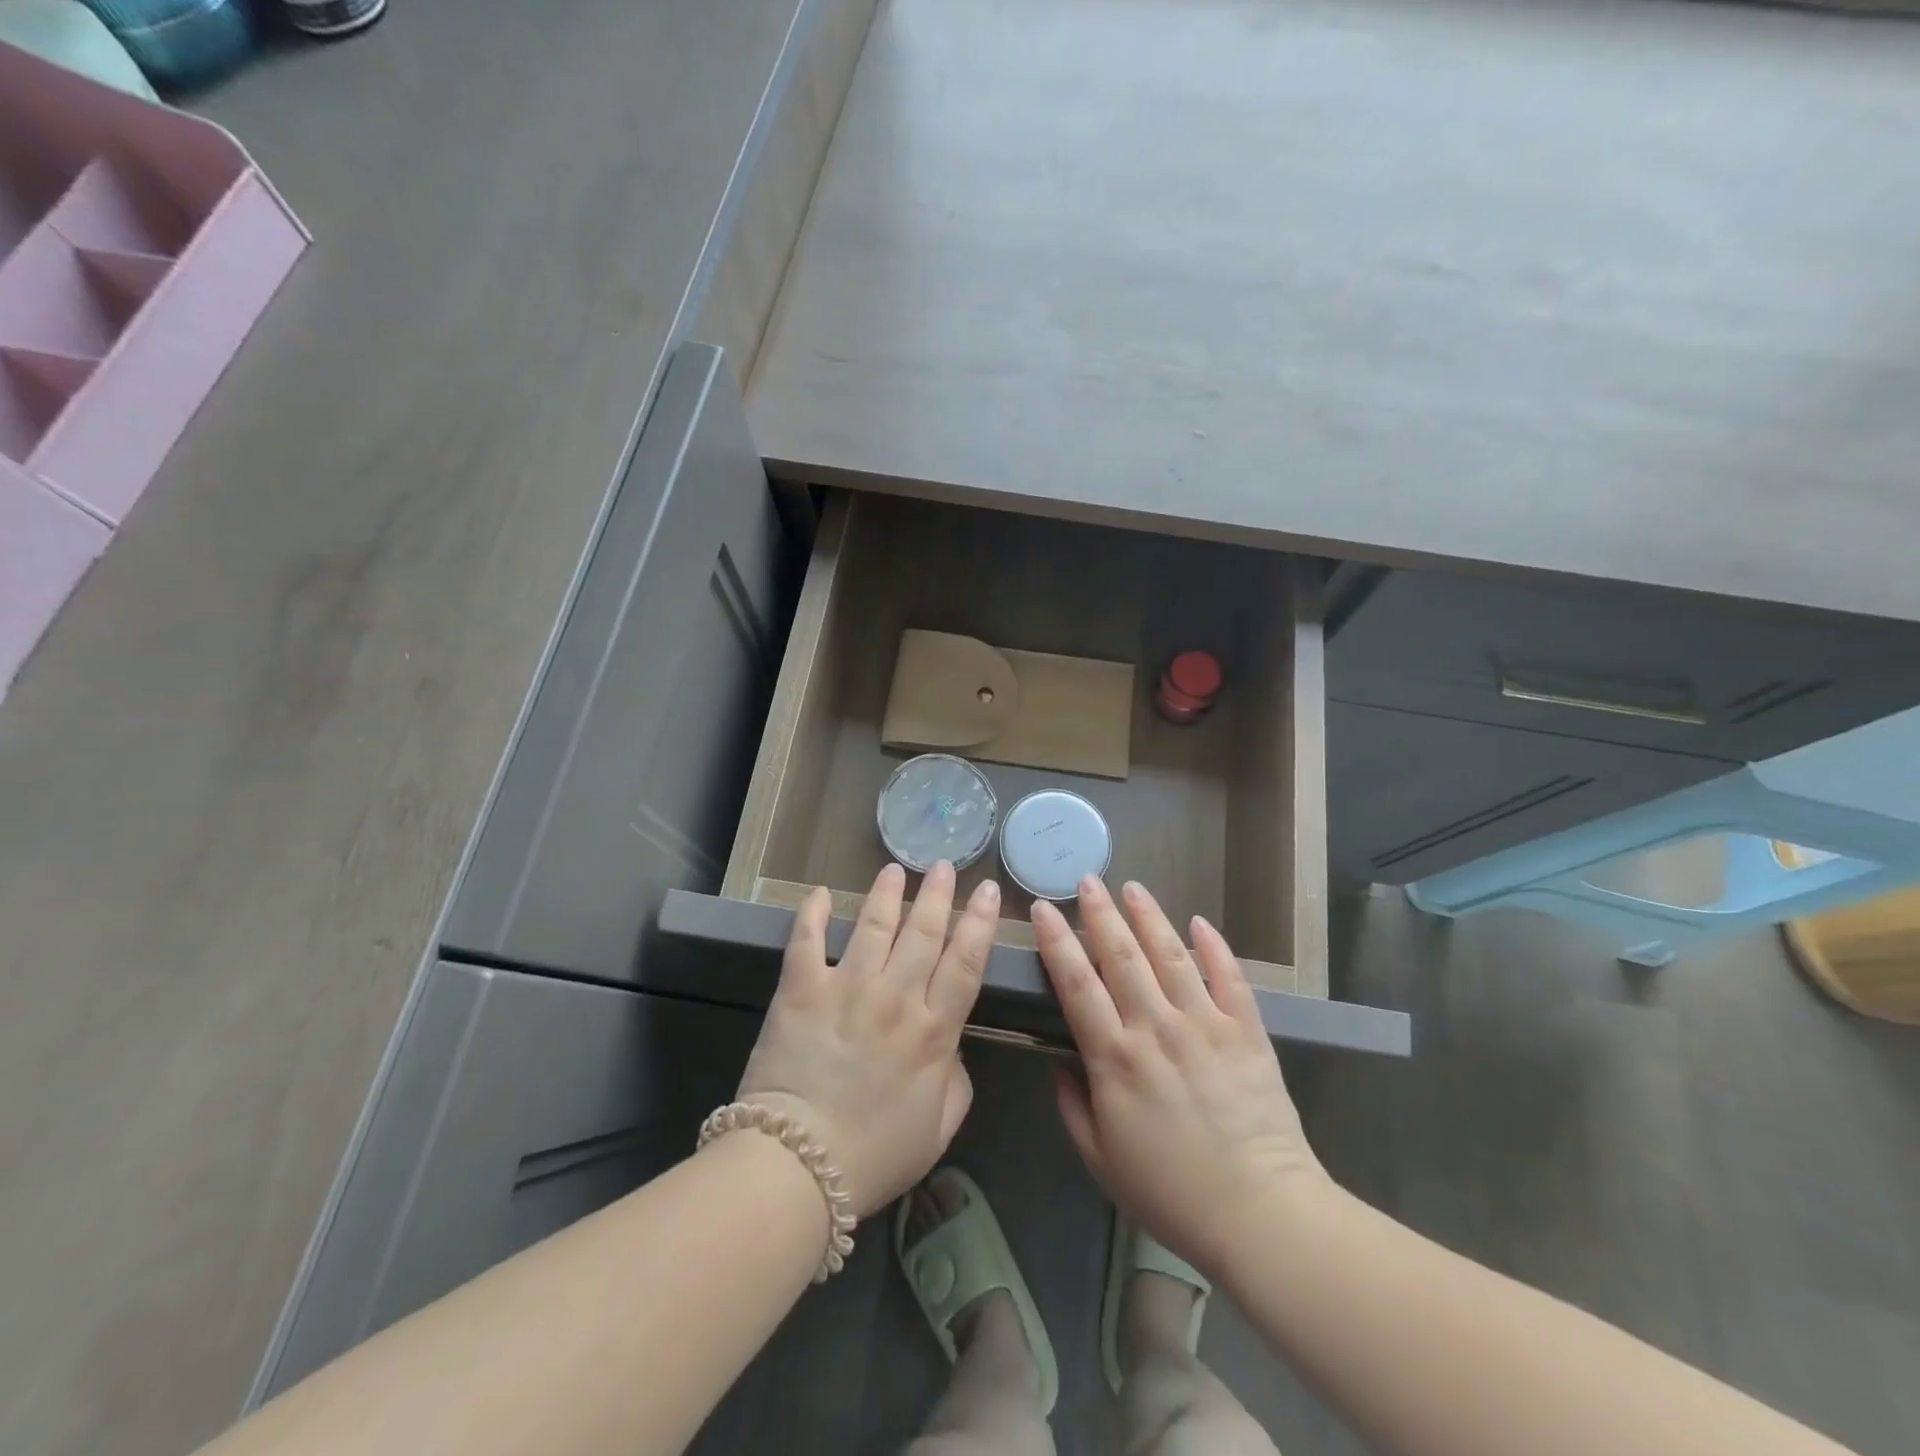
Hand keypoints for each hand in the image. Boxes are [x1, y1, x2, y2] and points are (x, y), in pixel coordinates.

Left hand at [735, 861, 998, 1218]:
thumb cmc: (874, 1156)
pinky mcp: (801, 990)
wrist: (798, 1169)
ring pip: (874, 925)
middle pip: (924, 931)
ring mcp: (847, 988)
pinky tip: (822, 892)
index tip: (986, 890)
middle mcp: (896, 997)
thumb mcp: (939, 1128)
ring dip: (887, 893)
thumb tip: (951, 1045)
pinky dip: (813, 912)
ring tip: (895, 870)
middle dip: (938, 894)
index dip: (979, 922)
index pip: (965, 961)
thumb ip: (956, 1080)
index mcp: (934, 1031)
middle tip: (944, 865)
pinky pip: (806, 940)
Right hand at [1033, 878, 1328, 1271]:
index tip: (1043, 908)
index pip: (1077, 983)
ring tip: (1133, 887)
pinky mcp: (1246, 1032)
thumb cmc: (1171, 1192)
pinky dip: (1214, 947)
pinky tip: (1200, 922)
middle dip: (1100, 913)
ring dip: (1149, 917)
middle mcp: (1156, 1028)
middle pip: (1122, 956)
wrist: (1261, 1214)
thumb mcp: (1101, 1160)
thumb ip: (1072, 1105)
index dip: (1057, 942)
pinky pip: (1229, 978)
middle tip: (1087, 879)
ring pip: (1171, 956)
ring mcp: (1205, 1025)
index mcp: (1115, 1058)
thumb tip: (1059, 1060)